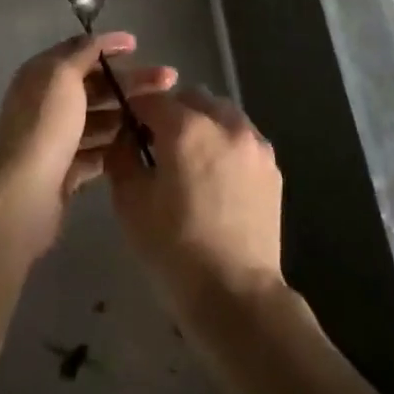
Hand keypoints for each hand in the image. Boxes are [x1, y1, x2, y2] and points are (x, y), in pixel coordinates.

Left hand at [0, 33, 175, 264]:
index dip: (107, 46)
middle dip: (130, 81)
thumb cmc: (45, 126)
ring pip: (99, 118)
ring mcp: (57, 138)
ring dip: (127, 113)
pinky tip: (143, 142)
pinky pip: (97, 151)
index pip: (79, 51)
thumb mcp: (62, 75)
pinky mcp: (66, 171)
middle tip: (168, 80)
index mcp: (42, 74)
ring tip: (161, 114)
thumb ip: (82, 52)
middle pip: (95, 85)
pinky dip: (117, 146)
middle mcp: (47, 102)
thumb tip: (99, 38)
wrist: (22, 196)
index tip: (138, 46)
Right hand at [105, 87, 285, 319]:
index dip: (134, 110)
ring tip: (192, 160)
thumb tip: (125, 136)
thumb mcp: (130, 202)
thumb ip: (121, 156)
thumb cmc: (174, 249)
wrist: (236, 295)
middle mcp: (224, 122)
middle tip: (159, 146)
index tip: (127, 129)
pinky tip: (218, 177)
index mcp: (186, 126)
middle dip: (171, 113)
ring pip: (221, 112)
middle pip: (190, 98)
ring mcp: (253, 142)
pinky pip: (242, 137)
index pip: (151, 99)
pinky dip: (226, 143)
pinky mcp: (271, 165)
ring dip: (202, 123)